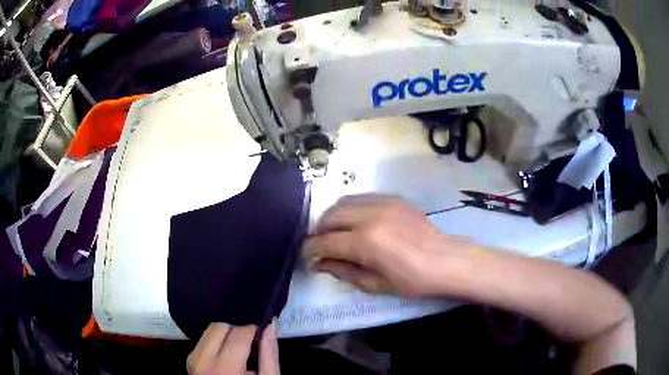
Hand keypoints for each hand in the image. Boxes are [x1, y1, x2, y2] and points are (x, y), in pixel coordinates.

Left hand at [187, 322, 279, 374]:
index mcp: (225, 368)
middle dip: (236, 331)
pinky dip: (215, 344)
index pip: (239, 334)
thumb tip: (271, 326)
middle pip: (219, 327)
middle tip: (249, 345)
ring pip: (208, 332)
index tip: (261, 336)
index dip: (253, 330)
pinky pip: (202, 342)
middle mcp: (203, 360)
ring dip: (224, 336)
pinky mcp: (188, 361)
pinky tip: (225, 357)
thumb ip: (269, 355)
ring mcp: (193, 360)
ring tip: (237, 352)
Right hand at [303, 194, 474, 295]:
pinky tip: (354, 222)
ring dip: (332, 218)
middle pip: (329, 216)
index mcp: (365, 242)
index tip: (308, 258)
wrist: (446, 260)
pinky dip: (349, 209)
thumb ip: (343, 271)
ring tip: (335, 233)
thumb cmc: (412, 280)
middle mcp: (369, 216)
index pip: (325, 242)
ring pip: (343, 202)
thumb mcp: (375, 284)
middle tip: (320, 247)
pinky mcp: (392, 198)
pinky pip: (361, 198)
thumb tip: (320, 263)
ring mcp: (382, 203)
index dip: (310, 251)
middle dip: (318, 232)